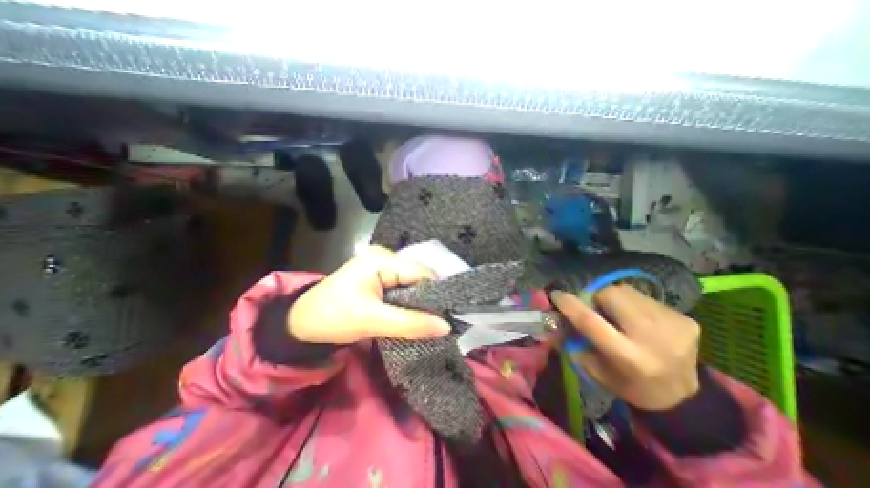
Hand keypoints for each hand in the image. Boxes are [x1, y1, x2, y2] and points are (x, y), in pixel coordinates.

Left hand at [288, 246, 451, 344]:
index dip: (436, 293)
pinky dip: (409, 301)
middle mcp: (385, 256)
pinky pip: (403, 286)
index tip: (447, 316)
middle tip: (438, 321)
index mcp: (382, 260)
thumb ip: (411, 323)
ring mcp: (382, 265)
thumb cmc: (333, 318)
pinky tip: (412, 314)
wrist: (301, 322)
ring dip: (419, 301)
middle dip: (428, 298)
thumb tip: (446, 326)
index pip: (422, 273)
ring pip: (412, 283)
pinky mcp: (379, 276)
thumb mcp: (373, 321)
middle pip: (418, 276)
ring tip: (427, 320)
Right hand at [554, 285, 701, 412]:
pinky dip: (634, 304)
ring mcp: (673, 326)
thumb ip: (573, 343)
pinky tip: (641, 322)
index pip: (591, 322)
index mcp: (628, 357)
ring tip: (620, 316)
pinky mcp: (686, 319)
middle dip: (596, 297)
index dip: (570, 305)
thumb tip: (555, 317)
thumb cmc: (629, 384)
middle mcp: (652, 338)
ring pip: (627, 291)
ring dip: (615, 299)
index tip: (556, 294)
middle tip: (597, 309)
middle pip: (611, 295)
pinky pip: (645, 297)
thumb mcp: (595, 370)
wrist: (684, 397)